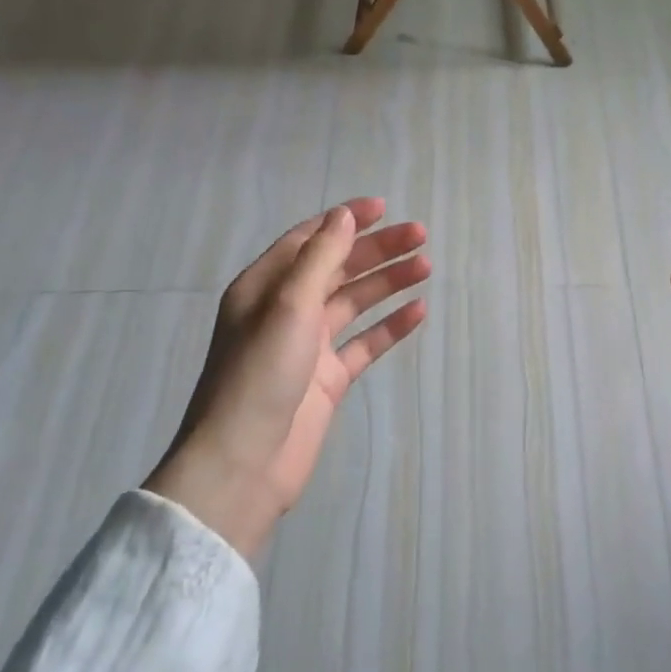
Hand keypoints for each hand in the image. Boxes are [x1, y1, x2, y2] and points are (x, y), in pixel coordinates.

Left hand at [147, 198, 428, 557]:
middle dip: (377, 250)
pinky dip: (390, 326)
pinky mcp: (328, 378)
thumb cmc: (260, 373)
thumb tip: (343, 216)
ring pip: (355, 302)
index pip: (310, 239)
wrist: (245, 463)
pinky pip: (365, 342)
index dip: (346, 220)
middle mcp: (286, 310)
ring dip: (388, 282)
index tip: (385, 208)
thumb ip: (320, 259)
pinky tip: (418, 311)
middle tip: (420, 235)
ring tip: (426, 267)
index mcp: (265, 286)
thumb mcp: (288, 305)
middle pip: (338, 267)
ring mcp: (309, 345)